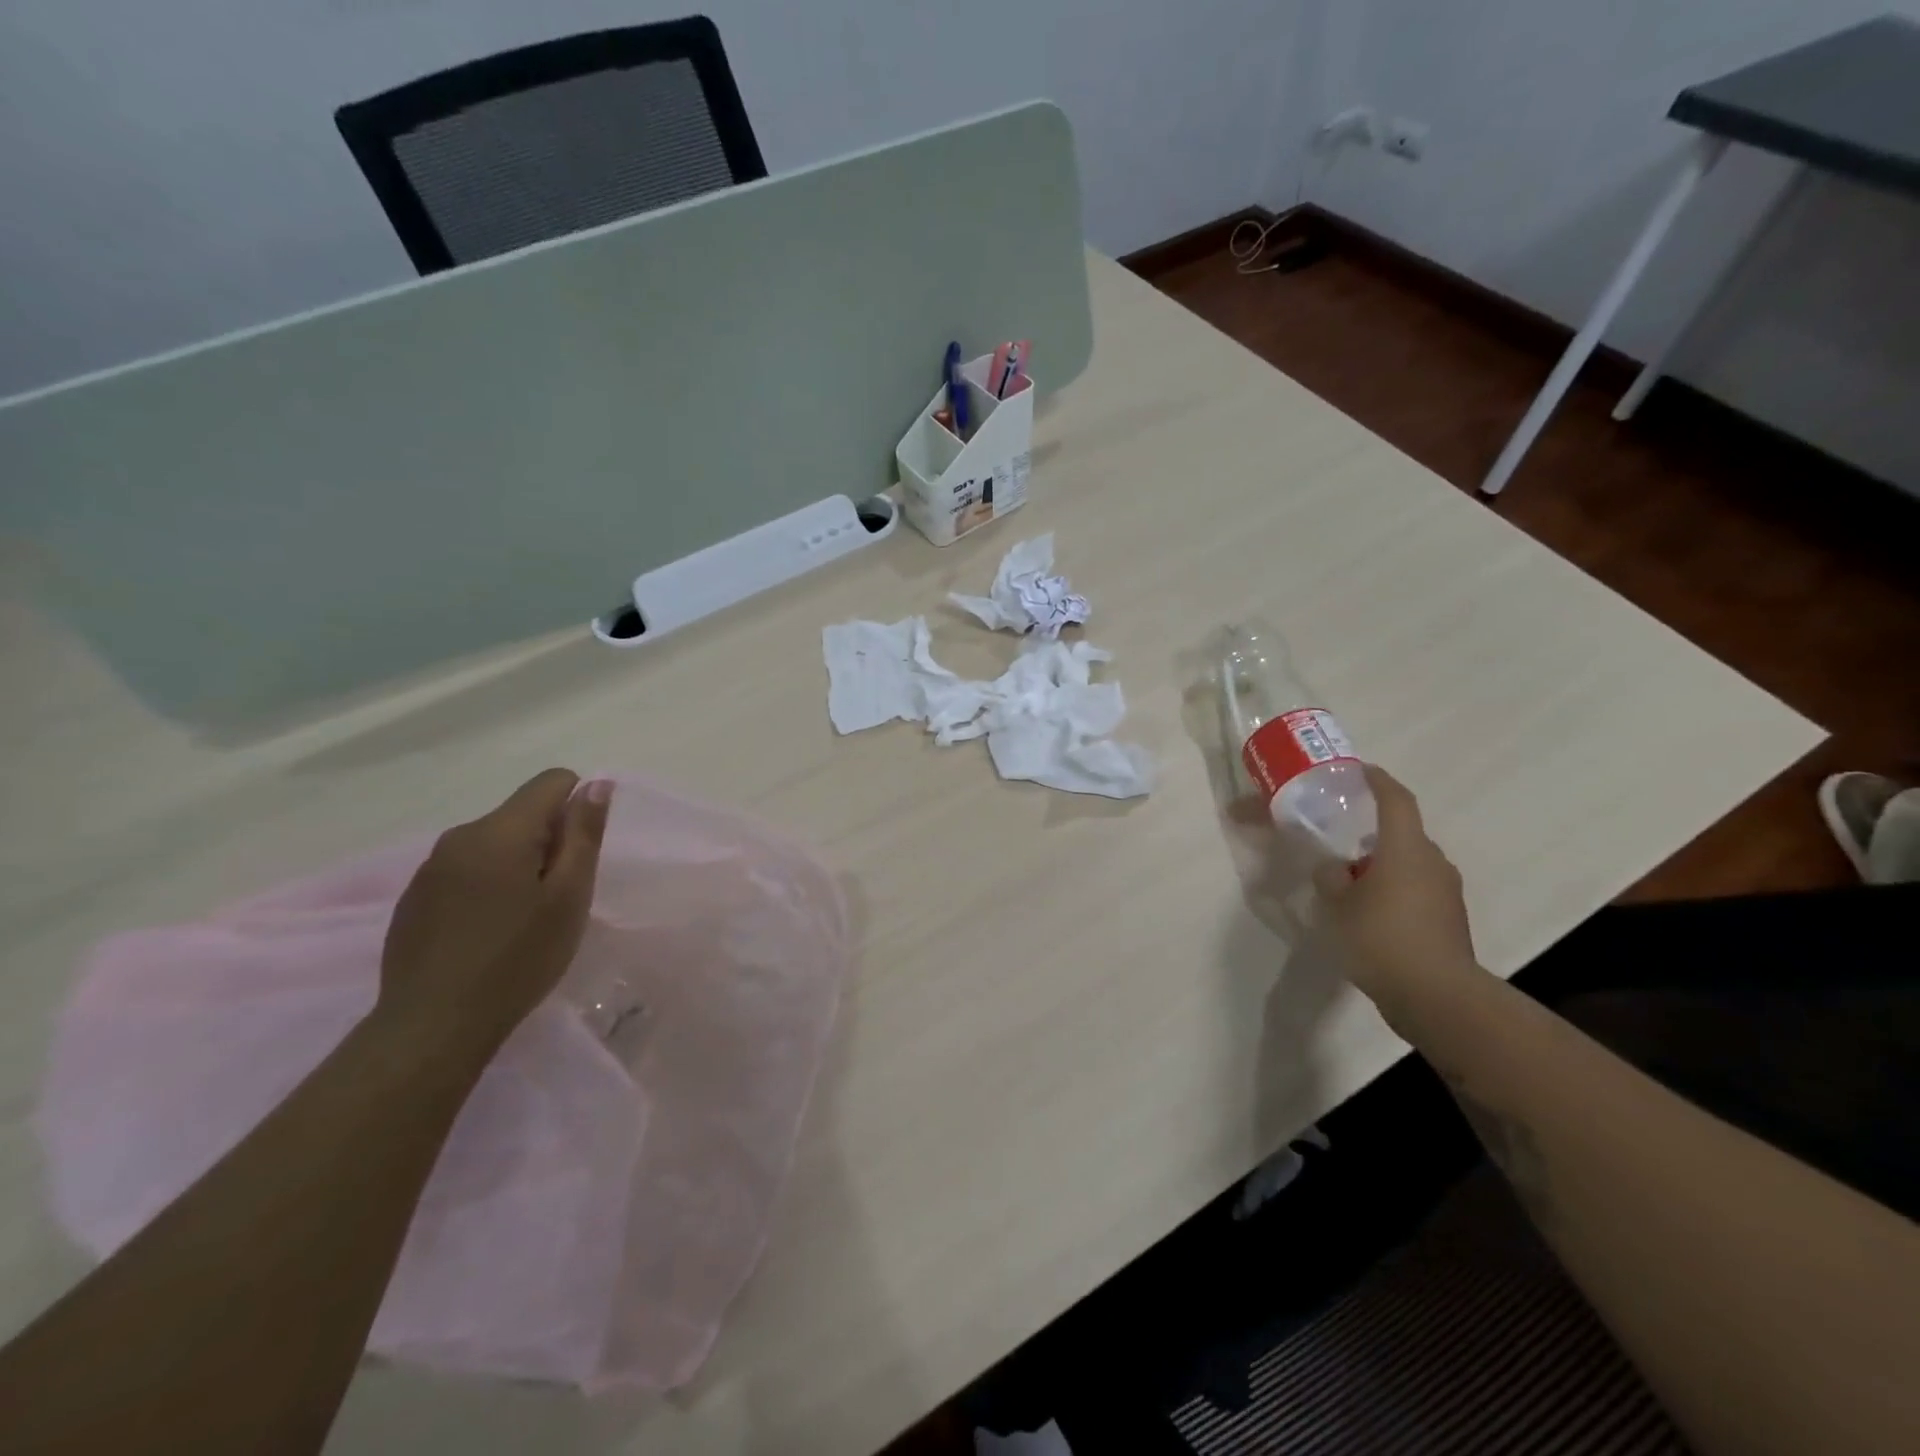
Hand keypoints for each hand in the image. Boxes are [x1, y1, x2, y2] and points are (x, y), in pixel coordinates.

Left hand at [377, 769, 612, 1061]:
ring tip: (524, 919)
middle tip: (557, 898)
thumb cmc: (517, 958)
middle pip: (522, 814)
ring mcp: (430, 868)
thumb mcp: (569, 896)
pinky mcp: (414, 898)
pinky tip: (488, 933)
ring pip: (494, 843)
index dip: (579, 808)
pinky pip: (466, 870)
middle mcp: (460, 836)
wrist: (433, 1026)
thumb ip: (584, 835)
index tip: (579, 857)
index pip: (552, 781)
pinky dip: (488, 886)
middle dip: (549, 842)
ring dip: (518, 865)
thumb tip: (596, 784)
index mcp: (500, 830)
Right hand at [1314, 764, 1481, 1026]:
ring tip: (1348, 881)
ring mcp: (1445, 892)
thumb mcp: (1337, 905)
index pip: (1396, 799)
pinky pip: (1415, 891)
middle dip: (1372, 831)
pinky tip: (1368, 912)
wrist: (1437, 997)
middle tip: (1340, 838)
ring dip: (1381, 865)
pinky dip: (1392, 890)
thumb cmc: (1381, 938)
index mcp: (1405, 848)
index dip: (1378, 780)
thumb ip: (1331, 878)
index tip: (1360, 771)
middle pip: (1401, 833)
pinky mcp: (1448, 920)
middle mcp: (1432, 862)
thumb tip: (1334, 869)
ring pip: (1408, 864)